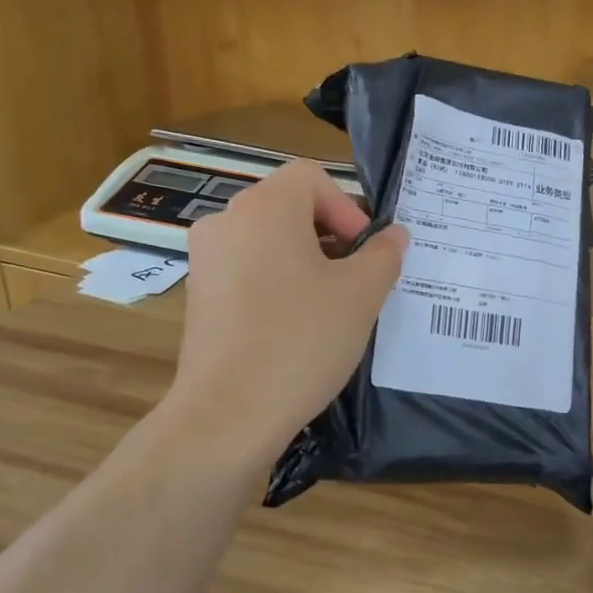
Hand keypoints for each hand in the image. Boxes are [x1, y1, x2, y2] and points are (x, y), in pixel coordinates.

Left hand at [159, 161, 406, 463]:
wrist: (228, 414)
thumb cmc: (301, 341)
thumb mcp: (362, 295)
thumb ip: (384, 254)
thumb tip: (393, 236)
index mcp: (265, 207)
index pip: (313, 178)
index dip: (348, 208)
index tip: (364, 254)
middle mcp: (226, 220)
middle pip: (290, 206)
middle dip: (331, 236)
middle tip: (356, 280)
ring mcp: (206, 258)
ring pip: (269, 240)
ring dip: (305, 260)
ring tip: (329, 306)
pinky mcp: (198, 294)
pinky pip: (247, 269)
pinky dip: (276, 282)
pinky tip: (294, 325)